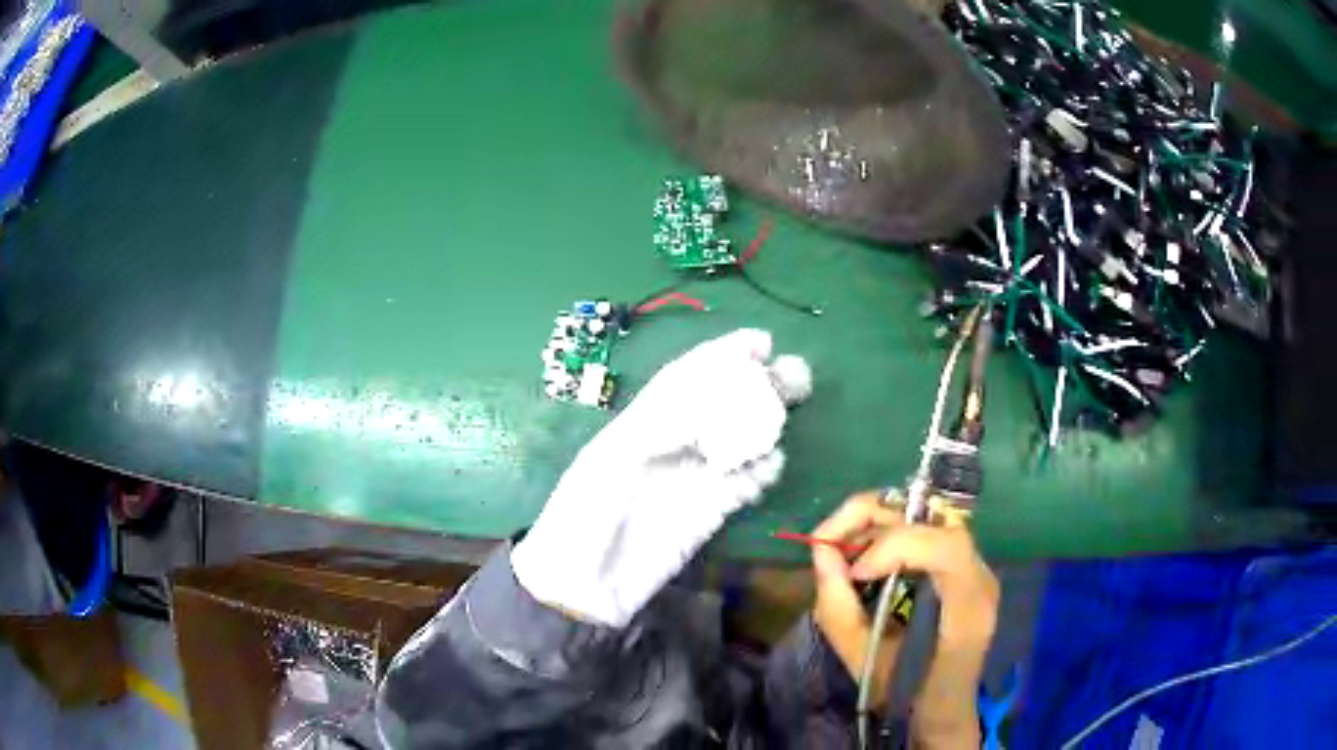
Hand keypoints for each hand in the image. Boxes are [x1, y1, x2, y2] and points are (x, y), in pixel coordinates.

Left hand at [513, 329, 811, 627]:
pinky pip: (743, 485)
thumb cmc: (583, 515)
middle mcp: (673, 445)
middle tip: (793, 372)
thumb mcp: (610, 460)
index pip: (687, 379)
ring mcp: (693, 479)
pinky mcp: (709, 514)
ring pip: (739, 443)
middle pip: (721, 406)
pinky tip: (771, 466)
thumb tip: (709, 401)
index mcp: (643, 424)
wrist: (584, 584)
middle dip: (756, 386)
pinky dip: (762, 472)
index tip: (759, 342)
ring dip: (765, 426)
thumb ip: (658, 425)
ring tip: (789, 413)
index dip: (722, 356)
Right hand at [810, 492, 997, 742]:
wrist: (943, 708)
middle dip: (871, 516)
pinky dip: (884, 532)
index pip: (946, 547)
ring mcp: (974, 564)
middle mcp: (980, 574)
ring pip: (924, 512)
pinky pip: (922, 528)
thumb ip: (839, 609)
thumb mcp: (864, 663)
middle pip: (932, 513)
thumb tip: (821, 553)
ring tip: (837, 549)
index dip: (895, 546)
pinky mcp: (959, 564)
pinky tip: (859, 557)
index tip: (854, 572)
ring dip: (874, 521)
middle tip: (825, 541)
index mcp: (968, 608)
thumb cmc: (907, 696)